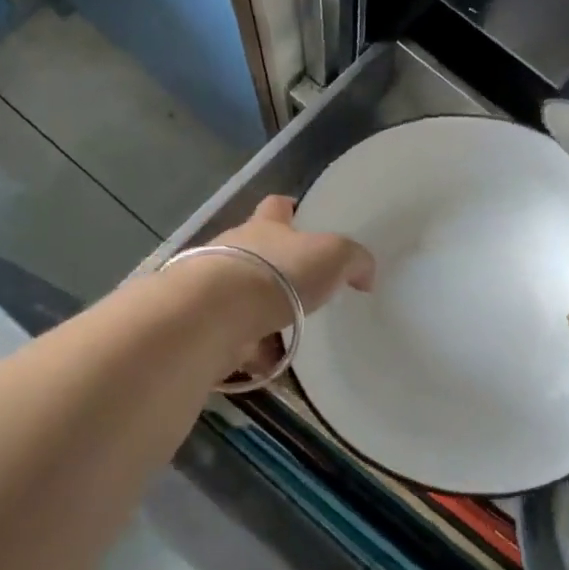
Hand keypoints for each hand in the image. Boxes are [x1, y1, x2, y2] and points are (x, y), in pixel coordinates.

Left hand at [207, 195, 374, 339]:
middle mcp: (234, 249)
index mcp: (265, 226)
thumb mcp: (333, 256)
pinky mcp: (203, 323)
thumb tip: (364, 274)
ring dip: (260, 311)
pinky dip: (248, 348)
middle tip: (301, 287)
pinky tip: (266, 362)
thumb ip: (354, 260)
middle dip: (275, 267)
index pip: (276, 206)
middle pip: (255, 250)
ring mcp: (213, 286)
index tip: (300, 215)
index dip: (289, 208)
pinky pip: (232, 334)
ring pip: (241, 294)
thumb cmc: (278, 273)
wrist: (215, 314)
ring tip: (286, 333)